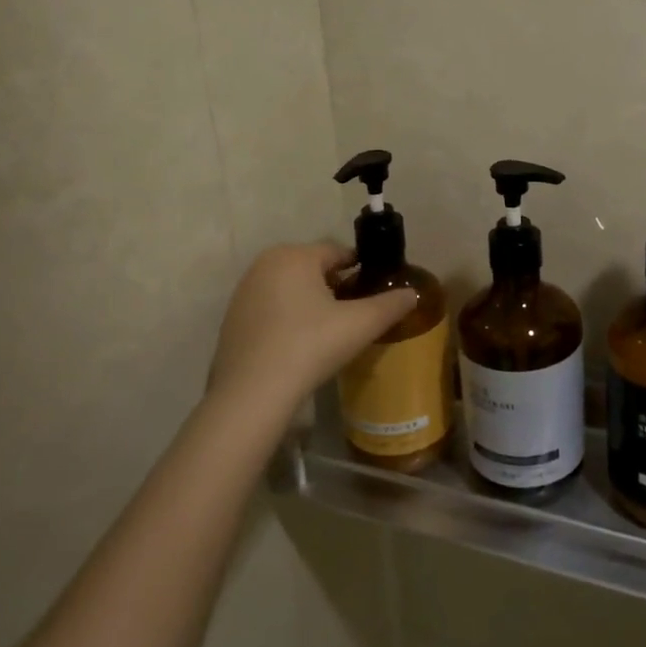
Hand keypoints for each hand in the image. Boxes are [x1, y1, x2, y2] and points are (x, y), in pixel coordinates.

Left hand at [207, 243, 417, 420]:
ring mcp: (244, 292)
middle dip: (335, 287)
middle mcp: (265, 264)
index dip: (361, 271)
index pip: (339, 253)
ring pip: (290, 289)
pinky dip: (288, 319)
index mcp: (295, 255)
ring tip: (329, 333)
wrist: (252, 393)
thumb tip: (413, 293)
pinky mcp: (232, 320)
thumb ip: (391, 305)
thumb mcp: (361, 324)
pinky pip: (271, 309)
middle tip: (354, 316)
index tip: (375, 293)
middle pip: (313, 269)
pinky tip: (299, 346)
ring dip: (310, 303)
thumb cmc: (310, 345)